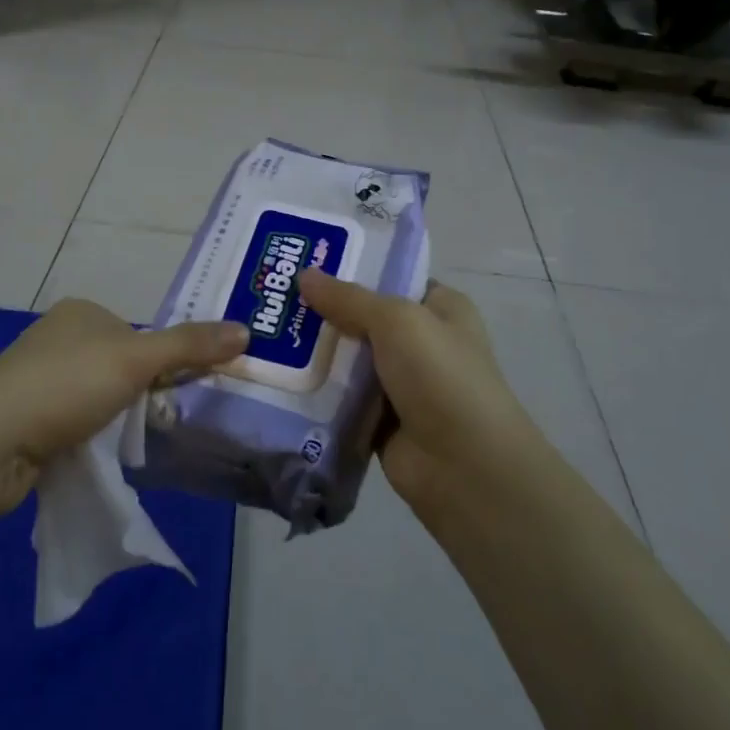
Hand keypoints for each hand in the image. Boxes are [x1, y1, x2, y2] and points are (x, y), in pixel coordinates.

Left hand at [0, 299, 246, 511]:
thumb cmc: (66, 385)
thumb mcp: (136, 359)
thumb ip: (190, 345)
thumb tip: (246, 330)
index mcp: (82, 312)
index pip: (141, 333)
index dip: (166, 360)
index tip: (184, 391)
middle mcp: (59, 338)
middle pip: (121, 365)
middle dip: (142, 393)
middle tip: (162, 422)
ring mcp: (39, 378)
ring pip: (99, 397)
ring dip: (116, 419)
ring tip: (129, 443)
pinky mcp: (28, 418)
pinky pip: (76, 423)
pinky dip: (91, 438)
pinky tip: (98, 455)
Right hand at [297, 269, 532, 510]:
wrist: (465, 467)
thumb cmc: (440, 376)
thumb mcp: (396, 321)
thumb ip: (348, 298)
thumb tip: (303, 275)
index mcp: (442, 309)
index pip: (392, 279)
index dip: (352, 268)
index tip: (305, 262)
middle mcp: (423, 343)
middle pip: (364, 318)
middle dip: (324, 310)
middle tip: (273, 297)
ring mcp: (402, 384)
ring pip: (349, 359)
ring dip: (316, 352)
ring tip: (264, 333)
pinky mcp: (381, 420)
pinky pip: (342, 397)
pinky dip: (318, 390)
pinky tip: (278, 376)